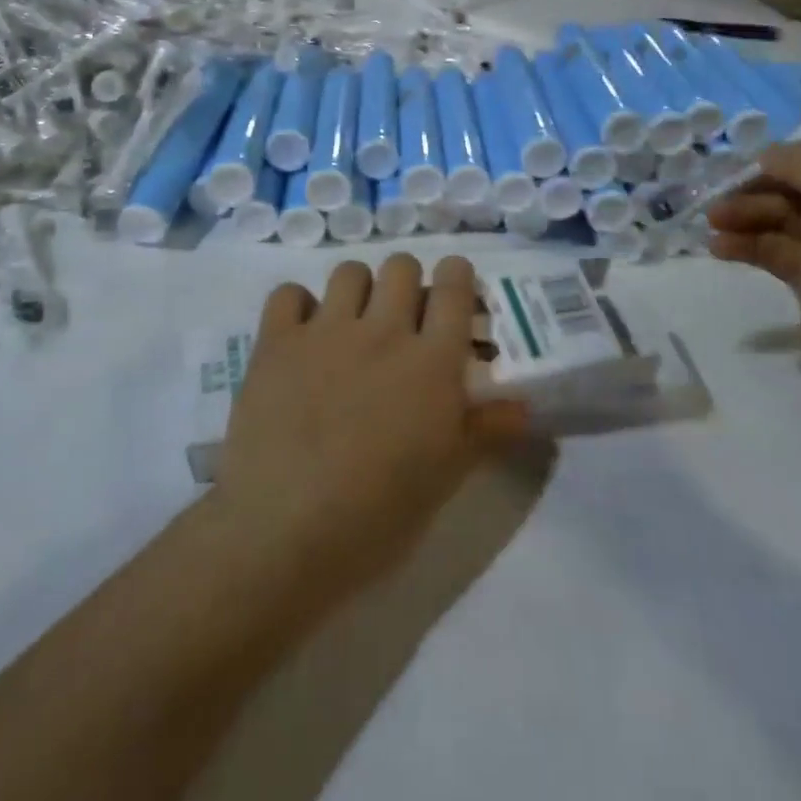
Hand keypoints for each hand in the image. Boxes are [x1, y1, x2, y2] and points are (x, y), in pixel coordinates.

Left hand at [211, 254, 528, 605]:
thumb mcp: (445, 478)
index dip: (456, 278)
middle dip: (406, 283)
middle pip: (401, 266)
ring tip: (351, 325)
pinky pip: (288, 293)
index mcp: (431, 362)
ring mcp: (325, 331)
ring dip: (356, 290)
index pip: (454, 286)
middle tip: (401, 320)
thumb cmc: (377, 516)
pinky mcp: (276, 342)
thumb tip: (524, 407)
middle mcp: (382, 331)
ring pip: (349, 271)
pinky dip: (297, 306)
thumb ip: (485, 431)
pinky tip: (300, 336)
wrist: (283, 534)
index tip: (453, 293)